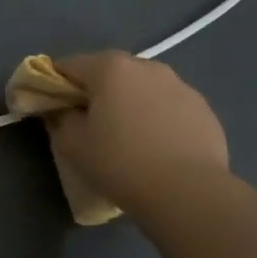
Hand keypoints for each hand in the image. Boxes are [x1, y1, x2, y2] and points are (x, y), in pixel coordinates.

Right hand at [44, 52, 228, 216]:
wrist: (188, 192)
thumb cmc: (120, 162)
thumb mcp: (72, 144)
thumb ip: (59, 118)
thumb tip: (61, 109)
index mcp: (110, 68)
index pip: (68, 65)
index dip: (54, 84)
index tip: (52, 108)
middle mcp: (146, 66)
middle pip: (108, 72)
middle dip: (95, 91)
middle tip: (89, 123)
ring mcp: (180, 85)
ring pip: (142, 87)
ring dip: (129, 102)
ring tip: (127, 136)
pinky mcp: (204, 109)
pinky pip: (168, 106)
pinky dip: (157, 117)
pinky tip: (156, 146)